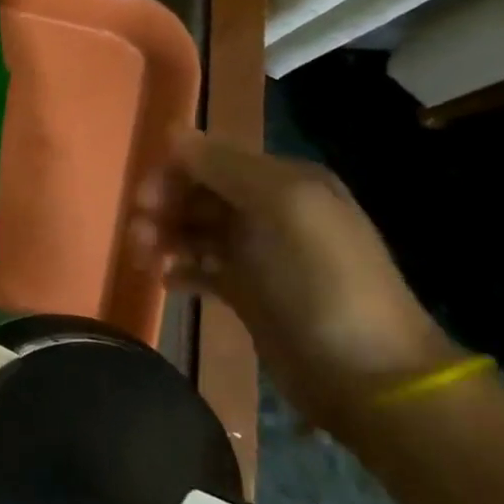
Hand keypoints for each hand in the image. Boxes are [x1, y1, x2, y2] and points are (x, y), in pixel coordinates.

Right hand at [128, 133, 462, 435]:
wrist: (364, 371)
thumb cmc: (321, 280)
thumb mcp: (282, 206)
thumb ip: (225, 167)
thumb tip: (173, 131)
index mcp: (285, 183)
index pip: (212, 161)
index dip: (173, 174)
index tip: (144, 201)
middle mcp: (271, 212)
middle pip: (199, 195)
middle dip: (163, 207)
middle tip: (139, 234)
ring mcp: (259, 255)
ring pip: (194, 232)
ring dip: (164, 238)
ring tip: (144, 260)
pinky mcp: (247, 294)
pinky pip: (200, 270)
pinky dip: (180, 271)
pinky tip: (167, 283)